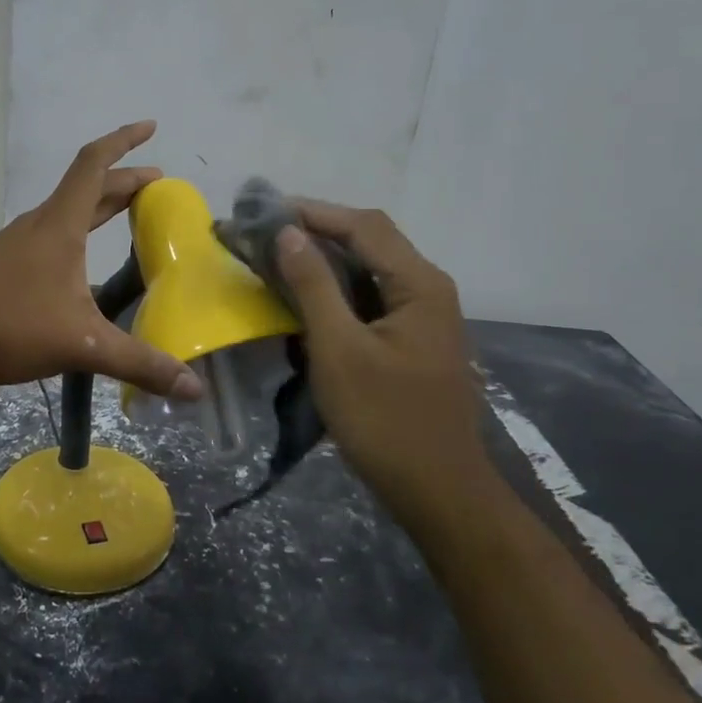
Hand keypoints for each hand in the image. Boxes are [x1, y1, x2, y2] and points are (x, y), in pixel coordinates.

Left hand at [0, 122, 205, 400]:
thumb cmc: (8, 326)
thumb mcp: (82, 345)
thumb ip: (138, 363)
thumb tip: (195, 387)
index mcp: (60, 226)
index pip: (94, 165)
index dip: (124, 141)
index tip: (151, 127)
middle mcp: (40, 225)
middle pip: (86, 188)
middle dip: (125, 180)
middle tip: (158, 185)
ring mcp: (18, 244)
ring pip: (68, 212)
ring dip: (100, 205)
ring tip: (129, 214)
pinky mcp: (4, 266)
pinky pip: (52, 234)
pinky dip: (79, 231)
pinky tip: (83, 263)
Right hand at [273, 203, 485, 517]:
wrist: (437, 491)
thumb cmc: (385, 420)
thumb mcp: (339, 350)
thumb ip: (313, 286)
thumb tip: (288, 232)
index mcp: (419, 284)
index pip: (363, 225)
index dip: (313, 212)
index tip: (264, 211)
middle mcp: (427, 288)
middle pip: (370, 240)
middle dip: (317, 231)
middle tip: (265, 233)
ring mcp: (423, 315)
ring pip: (369, 270)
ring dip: (325, 260)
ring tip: (277, 259)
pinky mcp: (412, 339)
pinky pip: (371, 298)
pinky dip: (337, 291)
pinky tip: (306, 300)